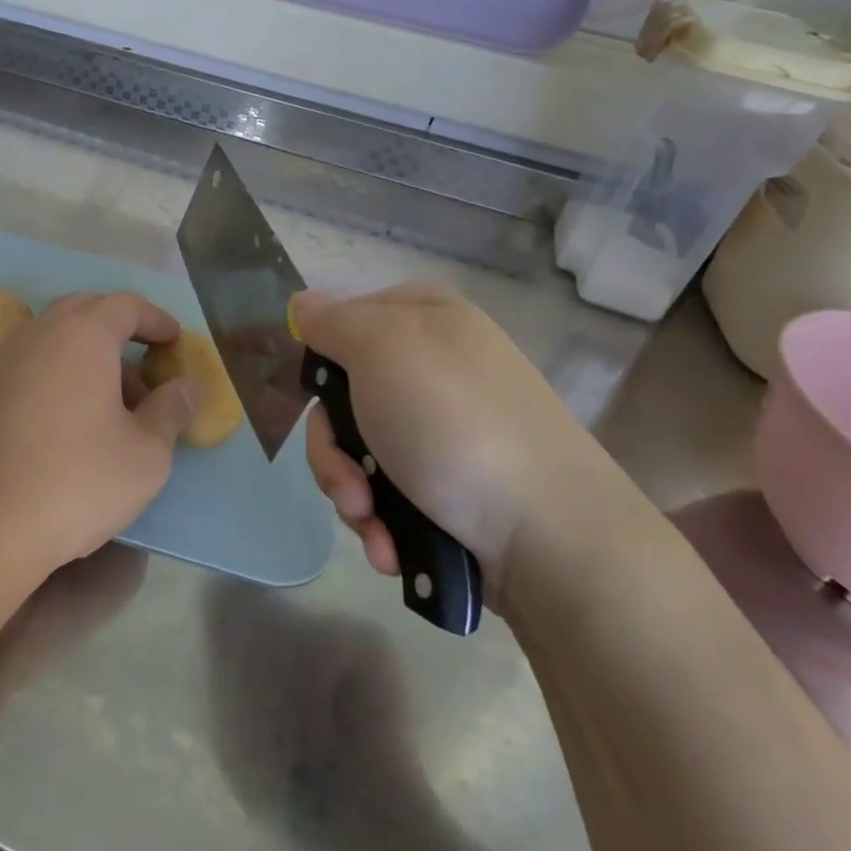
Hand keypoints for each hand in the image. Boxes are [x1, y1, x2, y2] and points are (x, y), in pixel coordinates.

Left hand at [0, 291, 198, 578]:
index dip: (156, 319)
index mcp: (82, 334)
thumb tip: (187, 386)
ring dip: (90, 358)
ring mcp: (3, 362)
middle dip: (120, 332)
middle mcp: (38, 334)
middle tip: (146, 368)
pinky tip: (73, 424)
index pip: (125, 305)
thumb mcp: (146, 453)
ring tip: (115, 408)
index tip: (175, 340)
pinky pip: (32, 366)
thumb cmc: (77, 481)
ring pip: (56, 340)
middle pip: (85, 312)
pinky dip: (60, 376)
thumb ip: (172, 410)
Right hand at [295, 282, 627, 598]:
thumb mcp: (380, 349)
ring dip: (353, 494)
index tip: (318, 396)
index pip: (343, 320)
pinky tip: (394, 546)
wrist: (548, 535)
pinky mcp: (450, 483)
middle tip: (350, 484)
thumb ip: (332, 321)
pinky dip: (382, 520)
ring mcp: (443, 428)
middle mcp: (434, 366)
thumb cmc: (453, 424)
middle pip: (342, 397)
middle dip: (333, 450)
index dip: (322, 361)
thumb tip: (302, 304)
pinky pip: (388, 491)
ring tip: (376, 527)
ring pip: (357, 451)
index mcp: (424, 318)